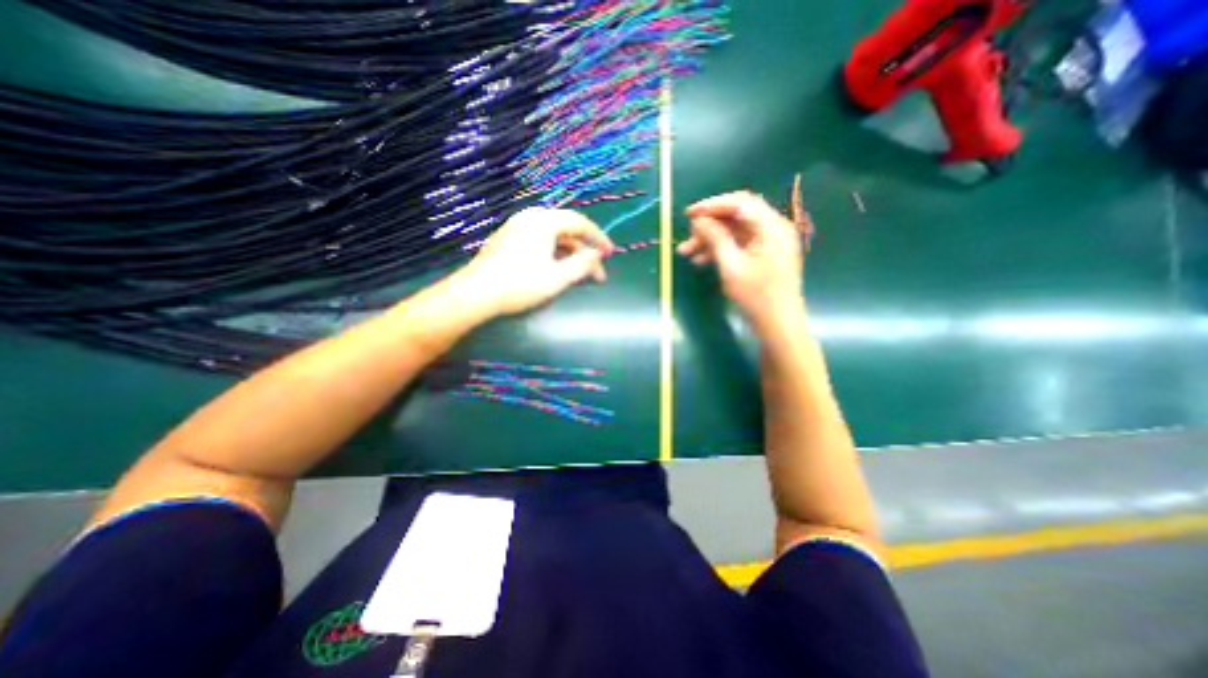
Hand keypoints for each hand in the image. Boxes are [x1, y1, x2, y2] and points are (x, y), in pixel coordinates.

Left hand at [459, 205, 616, 317]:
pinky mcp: (508, 240)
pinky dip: (554, 255)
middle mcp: (530, 218)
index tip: (611, 255)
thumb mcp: (558, 277)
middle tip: (595, 274)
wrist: (475, 294)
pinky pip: (540, 242)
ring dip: (570, 255)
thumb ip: (582, 264)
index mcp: (543, 221)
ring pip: (553, 237)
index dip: (599, 239)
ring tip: (579, 276)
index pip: (580, 223)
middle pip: (567, 230)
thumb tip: (597, 255)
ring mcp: (517, 228)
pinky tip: (557, 271)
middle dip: (584, 252)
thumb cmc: (520, 284)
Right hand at [678, 192, 799, 333]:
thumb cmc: (757, 296)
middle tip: (687, 239)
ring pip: (735, 232)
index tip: (688, 215)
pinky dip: (721, 250)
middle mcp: (773, 228)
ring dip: (711, 240)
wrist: (779, 325)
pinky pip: (740, 245)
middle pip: (736, 217)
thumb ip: (716, 238)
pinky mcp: (765, 255)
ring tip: (687, 253)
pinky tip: (702, 261)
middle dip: (709, 226)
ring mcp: (770, 242)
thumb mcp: (732, 266)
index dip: (711, 205)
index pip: (739, 203)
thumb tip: (699, 220)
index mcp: (771, 226)